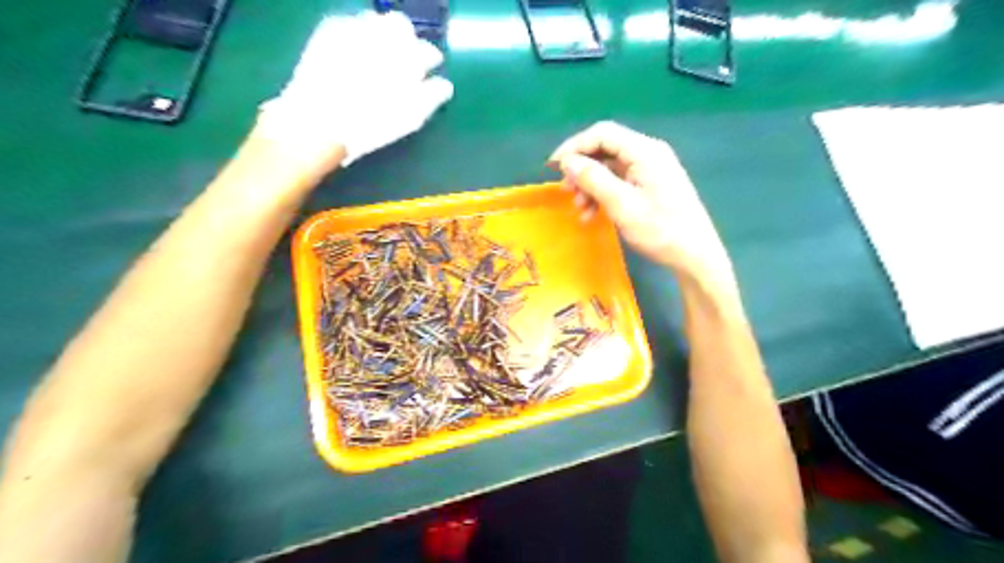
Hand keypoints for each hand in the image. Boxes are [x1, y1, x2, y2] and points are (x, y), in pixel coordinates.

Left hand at [256, 10, 455, 172]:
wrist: (319, 120)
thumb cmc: (370, 123)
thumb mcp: (408, 117)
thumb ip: (431, 97)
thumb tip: (444, 85)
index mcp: (407, 58)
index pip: (428, 51)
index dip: (429, 61)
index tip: (428, 72)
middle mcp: (383, 35)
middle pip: (401, 26)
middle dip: (406, 40)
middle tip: (402, 60)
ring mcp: (354, 29)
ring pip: (375, 21)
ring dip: (381, 35)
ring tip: (377, 57)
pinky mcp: (329, 30)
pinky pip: (350, 23)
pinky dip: (357, 35)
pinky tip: (354, 54)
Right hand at [547, 120, 734, 283]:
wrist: (695, 255)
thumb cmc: (660, 230)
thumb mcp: (622, 205)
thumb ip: (593, 179)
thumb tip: (568, 161)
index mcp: (645, 151)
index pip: (602, 134)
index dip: (574, 146)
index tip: (553, 167)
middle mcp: (648, 153)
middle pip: (605, 149)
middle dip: (582, 168)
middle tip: (565, 191)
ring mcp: (651, 170)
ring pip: (610, 167)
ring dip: (590, 185)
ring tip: (579, 208)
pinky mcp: (650, 185)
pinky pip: (619, 181)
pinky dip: (603, 194)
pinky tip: (593, 214)